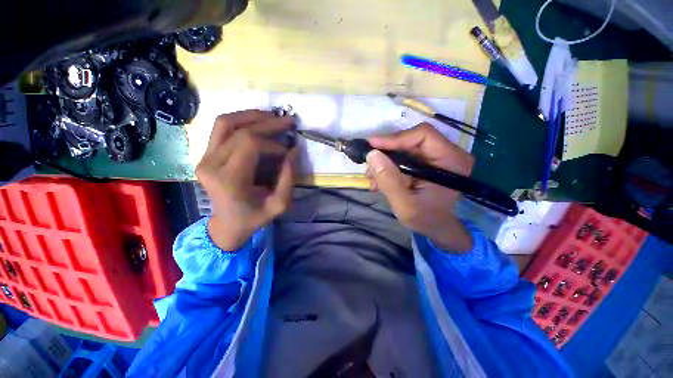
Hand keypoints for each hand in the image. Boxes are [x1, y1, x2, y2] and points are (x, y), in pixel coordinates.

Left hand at [196, 110, 297, 249]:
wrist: (227, 225)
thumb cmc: (254, 217)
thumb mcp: (279, 204)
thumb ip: (289, 178)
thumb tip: (294, 150)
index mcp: (229, 180)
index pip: (250, 144)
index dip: (273, 143)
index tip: (287, 152)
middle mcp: (211, 165)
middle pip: (239, 130)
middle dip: (268, 123)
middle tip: (289, 121)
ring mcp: (204, 158)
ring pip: (226, 122)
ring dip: (252, 115)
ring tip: (273, 116)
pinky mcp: (205, 155)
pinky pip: (221, 128)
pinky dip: (241, 120)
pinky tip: (258, 122)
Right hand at [366, 123, 474, 252]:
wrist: (437, 227)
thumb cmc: (426, 219)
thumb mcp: (405, 205)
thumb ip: (389, 181)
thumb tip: (372, 155)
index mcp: (451, 161)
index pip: (422, 135)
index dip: (395, 138)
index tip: (372, 145)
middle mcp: (447, 153)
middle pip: (411, 140)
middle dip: (386, 152)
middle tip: (368, 164)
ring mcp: (435, 157)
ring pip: (404, 148)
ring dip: (384, 160)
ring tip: (371, 176)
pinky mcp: (425, 163)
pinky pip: (403, 157)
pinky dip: (388, 166)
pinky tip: (378, 179)